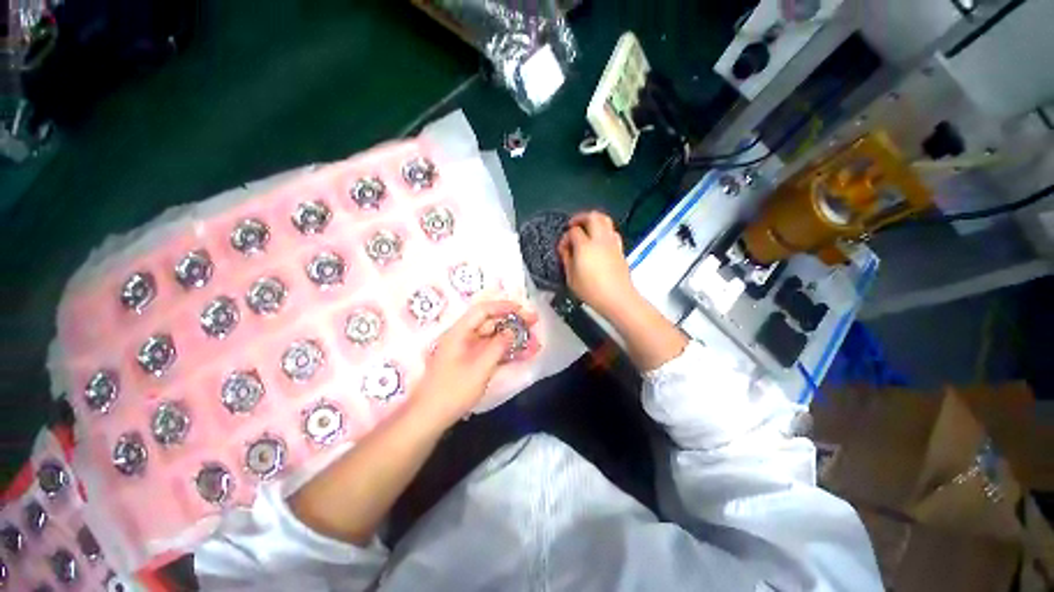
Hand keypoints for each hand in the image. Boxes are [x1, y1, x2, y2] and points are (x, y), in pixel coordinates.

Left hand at [408, 300, 537, 428]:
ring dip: (513, 338)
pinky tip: (523, 354)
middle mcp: (464, 337)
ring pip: (494, 337)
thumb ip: (498, 346)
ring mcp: (468, 350)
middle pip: (491, 322)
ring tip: (534, 341)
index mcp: (460, 332)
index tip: (523, 310)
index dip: (504, 307)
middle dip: (513, 322)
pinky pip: (492, 350)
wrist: (431, 417)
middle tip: (534, 323)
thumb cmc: (453, 391)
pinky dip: (507, 350)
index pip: (483, 310)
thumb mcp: (480, 368)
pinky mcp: (472, 362)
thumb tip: (513, 330)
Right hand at [558, 211, 639, 317]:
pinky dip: (604, 230)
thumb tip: (565, 249)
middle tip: (573, 225)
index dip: (566, 237)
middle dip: (580, 218)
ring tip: (587, 229)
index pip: (573, 231)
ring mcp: (612, 243)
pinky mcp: (620, 249)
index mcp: (585, 246)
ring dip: (594, 220)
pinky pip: (612, 231)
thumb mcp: (571, 278)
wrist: (617, 298)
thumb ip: (567, 259)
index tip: (563, 247)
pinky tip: (599, 241)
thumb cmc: (591, 291)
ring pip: (605, 220)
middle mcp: (600, 240)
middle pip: (592, 216)